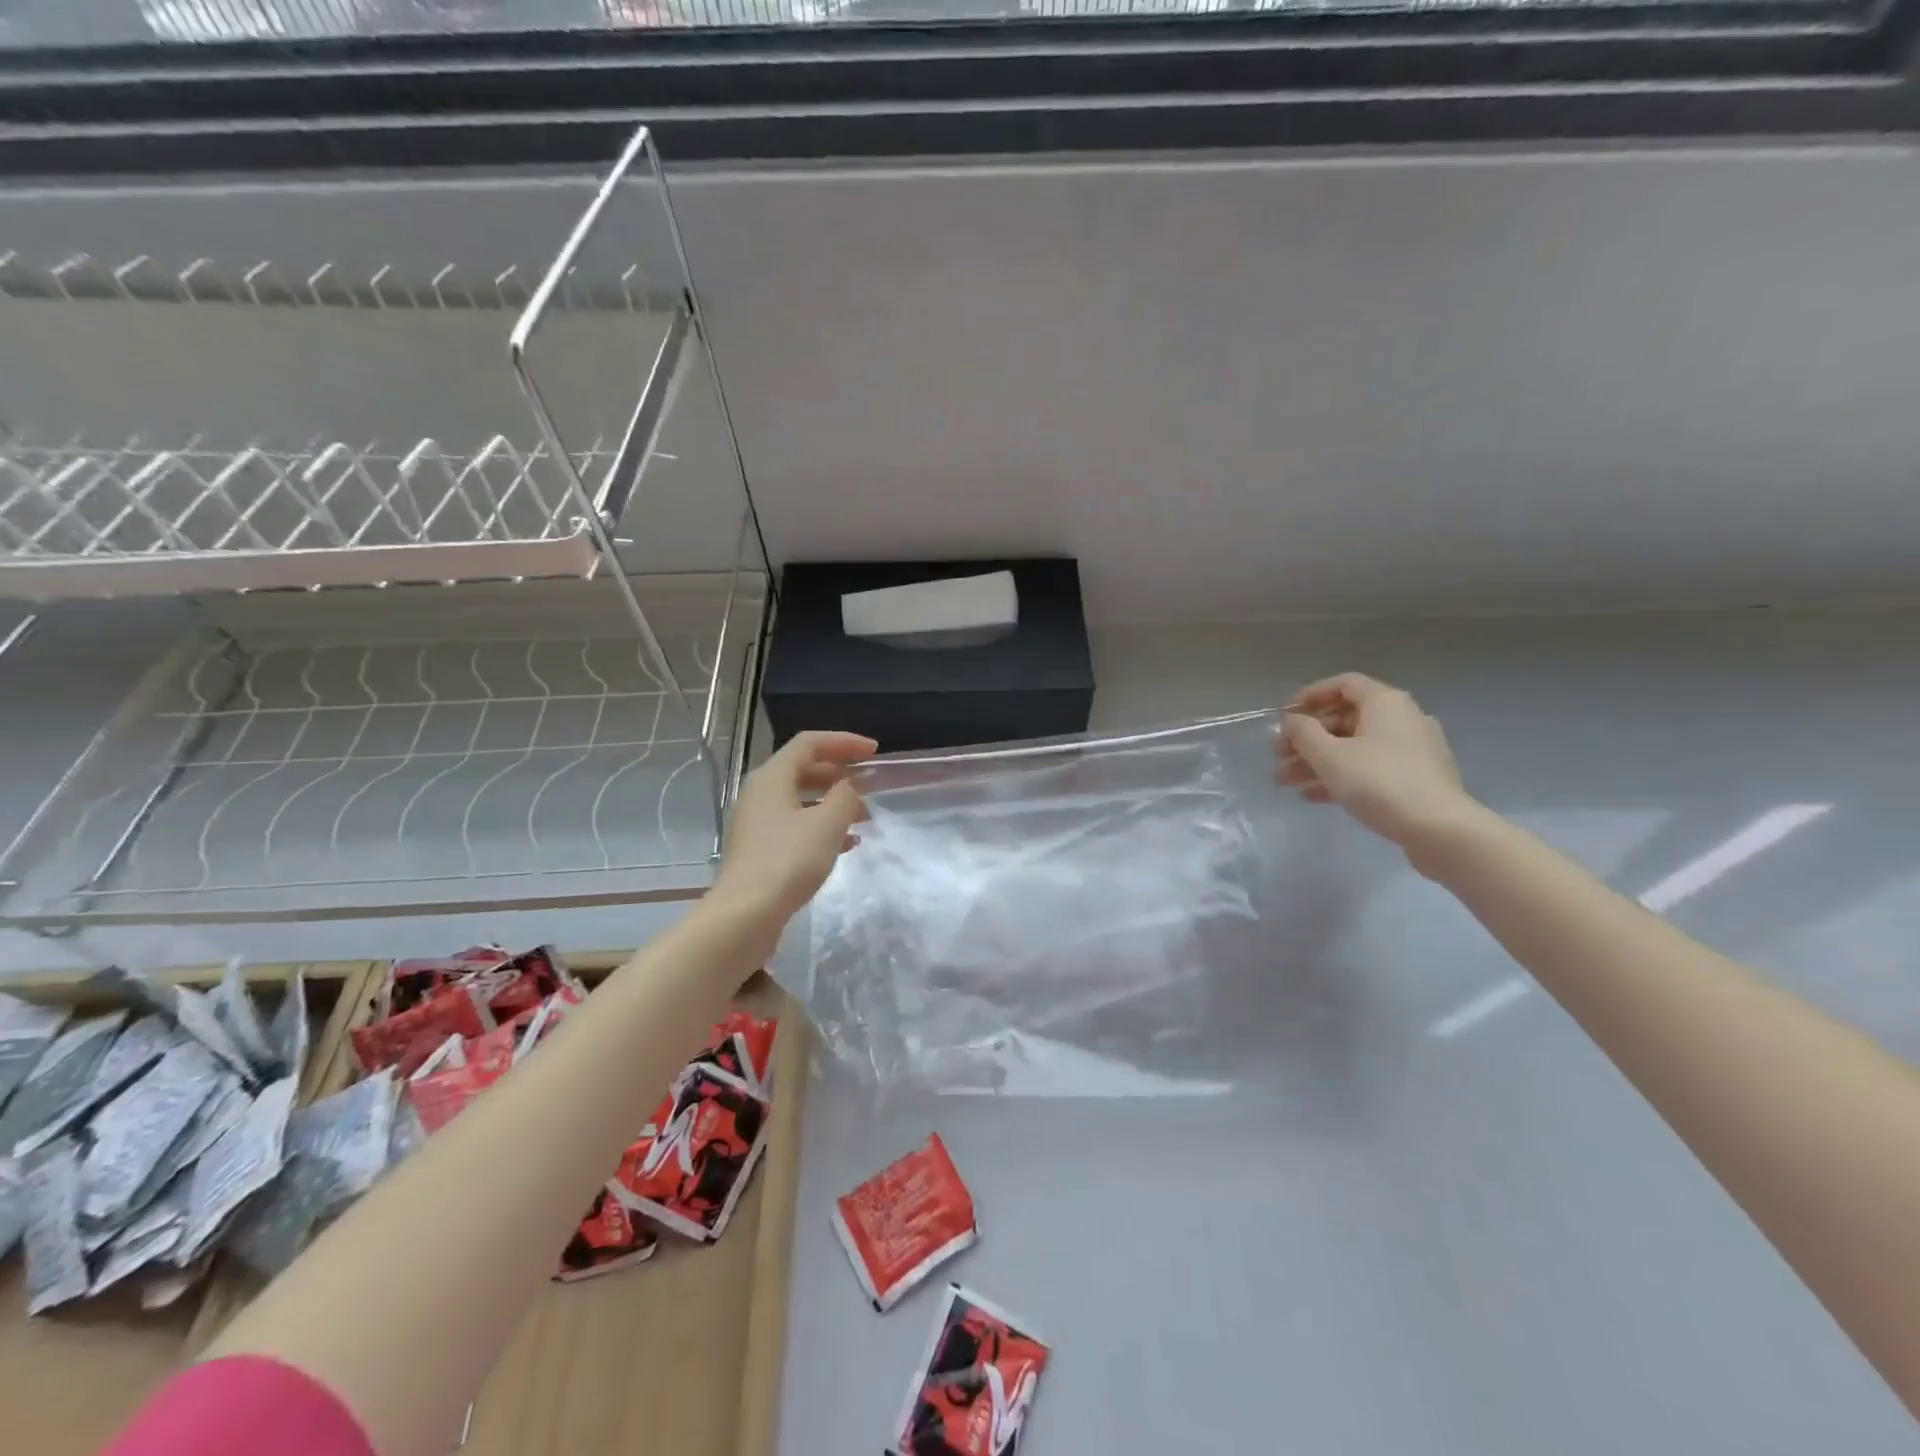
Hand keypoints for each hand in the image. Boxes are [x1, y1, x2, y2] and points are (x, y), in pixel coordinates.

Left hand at [708, 730, 877, 940]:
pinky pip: (797, 825)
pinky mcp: (761, 849)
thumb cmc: (788, 861)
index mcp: (773, 777)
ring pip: (802, 799)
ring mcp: (758, 823)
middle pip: (804, 768)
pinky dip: (823, 826)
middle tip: (870, 782)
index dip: (844, 742)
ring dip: (834, 801)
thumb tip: (849, 787)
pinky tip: (847, 843)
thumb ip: (845, 796)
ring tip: (865, 814)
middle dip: (840, 772)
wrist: (745, 915)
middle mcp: (761, 793)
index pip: (810, 743)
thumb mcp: (827, 824)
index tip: (874, 752)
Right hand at [1275, 673, 1479, 861]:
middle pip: (1344, 719)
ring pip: (1353, 747)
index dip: (1310, 696)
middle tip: (1277, 756)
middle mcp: (1401, 719)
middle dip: (1305, 738)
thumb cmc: (1378, 782)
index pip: (1343, 684)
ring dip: (1315, 761)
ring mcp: (1410, 750)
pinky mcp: (1414, 778)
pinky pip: (1368, 768)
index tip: (1285, 716)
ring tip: (1285, 782)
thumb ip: (1303, 733)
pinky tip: (1312, 796)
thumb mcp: (1329, 755)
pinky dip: (1339, 776)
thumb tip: (1291, 721)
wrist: (1438, 829)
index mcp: (1385, 703)